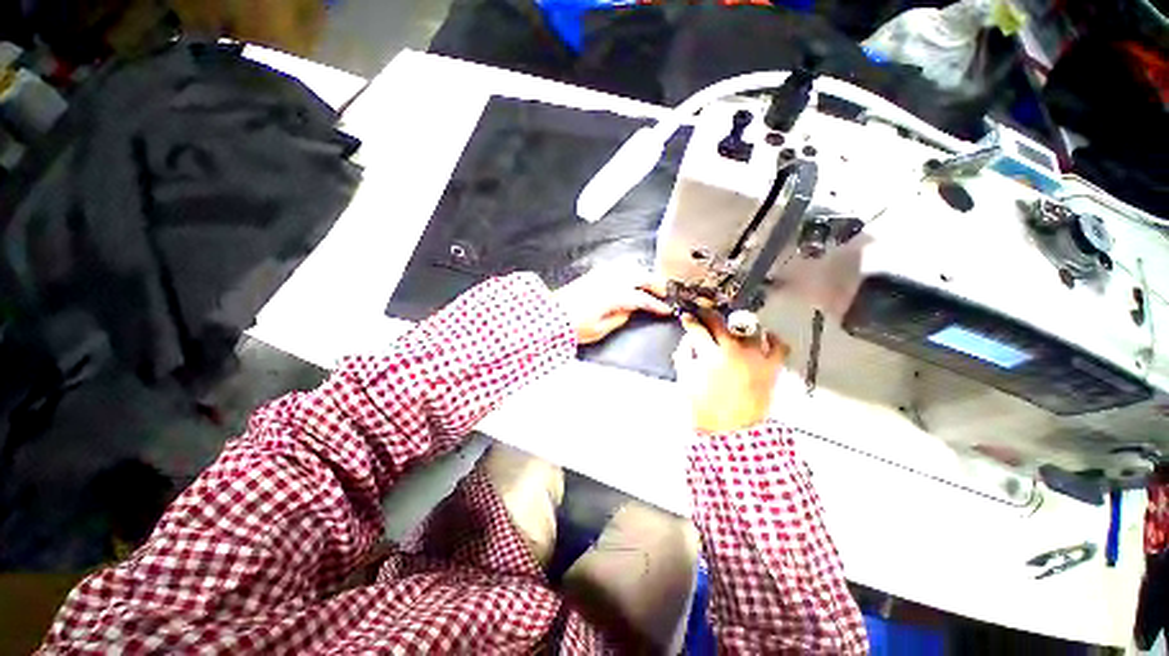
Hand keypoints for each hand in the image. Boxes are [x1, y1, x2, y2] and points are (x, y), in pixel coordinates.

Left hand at [554, 267, 672, 344]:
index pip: (641, 299)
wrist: (550, 314)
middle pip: (640, 276)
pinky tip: (630, 277)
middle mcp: (609, 281)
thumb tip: (630, 311)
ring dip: (643, 274)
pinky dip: (629, 271)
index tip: (666, 310)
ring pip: (629, 267)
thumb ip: (619, 318)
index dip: (656, 305)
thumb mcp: (599, 329)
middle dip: (655, 284)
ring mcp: (601, 275)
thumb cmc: (573, 325)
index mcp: (614, 296)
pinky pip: (617, 267)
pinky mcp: (593, 274)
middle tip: (664, 293)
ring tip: (649, 284)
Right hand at [673, 309, 789, 433]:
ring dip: (738, 325)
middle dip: (709, 314)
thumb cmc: (704, 406)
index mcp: (710, 355)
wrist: (732, 429)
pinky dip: (773, 338)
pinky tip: (765, 336)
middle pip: (720, 322)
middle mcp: (733, 350)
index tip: (687, 316)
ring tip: (734, 326)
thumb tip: (689, 338)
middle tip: (704, 313)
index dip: (690, 320)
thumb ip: (684, 354)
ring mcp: (756, 356)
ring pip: (749, 327)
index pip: (697, 329)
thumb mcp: (685, 379)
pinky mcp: (772, 366)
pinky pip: (779, 345)